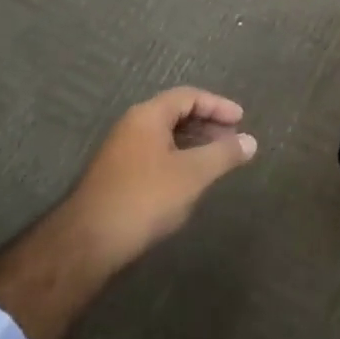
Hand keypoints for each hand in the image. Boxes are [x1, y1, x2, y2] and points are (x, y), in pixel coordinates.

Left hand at [65, 87, 257, 271]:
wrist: (88, 242)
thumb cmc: (145, 198)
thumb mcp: (192, 174)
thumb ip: (223, 154)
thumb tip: (251, 141)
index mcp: (148, 115)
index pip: (189, 96)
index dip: (217, 105)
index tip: (241, 120)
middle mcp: (132, 125)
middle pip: (176, 113)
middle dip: (207, 124)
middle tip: (233, 140)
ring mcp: (121, 151)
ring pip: (165, 136)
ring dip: (193, 143)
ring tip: (217, 161)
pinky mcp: (117, 176)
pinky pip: (155, 154)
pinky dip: (178, 159)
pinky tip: (189, 181)